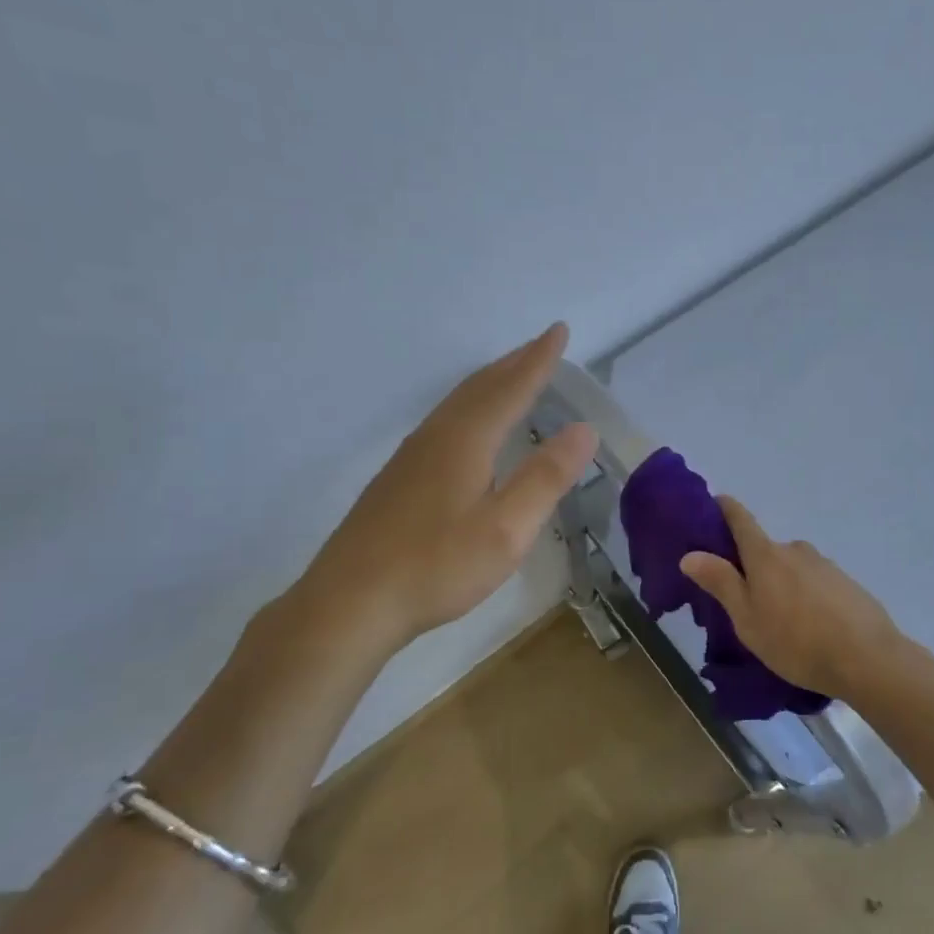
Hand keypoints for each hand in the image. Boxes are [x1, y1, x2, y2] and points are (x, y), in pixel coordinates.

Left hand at [293, 324, 596, 649]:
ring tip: (512, 373)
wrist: (350, 602)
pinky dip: (470, 406)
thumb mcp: (506, 529)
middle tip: (542, 344)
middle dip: (515, 362)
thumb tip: (583, 429)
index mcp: (466, 440)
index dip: (539, 360)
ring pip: (457, 402)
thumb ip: (546, 477)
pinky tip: (468, 427)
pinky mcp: (398, 479)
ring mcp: (411, 456)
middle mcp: (436, 436)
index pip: (511, 388)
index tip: (559, 331)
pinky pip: (444, 421)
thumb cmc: (436, 566)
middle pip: (480, 386)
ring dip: (490, 382)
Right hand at [679, 496, 904, 698]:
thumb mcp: (747, 618)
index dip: (724, 508)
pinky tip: (811, 627)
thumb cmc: (796, 640)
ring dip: (782, 584)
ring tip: (781, 623)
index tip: (714, 503)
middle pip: (766, 549)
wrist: (868, 659)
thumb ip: (720, 583)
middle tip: (745, 600)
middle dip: (753, 567)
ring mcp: (825, 565)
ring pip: (792, 568)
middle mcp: (795, 550)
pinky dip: (807, 597)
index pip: (740, 518)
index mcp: (766, 555)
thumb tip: (690, 554)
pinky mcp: (847, 584)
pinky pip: (815, 583)